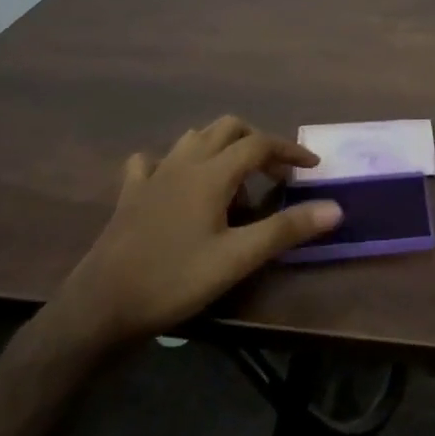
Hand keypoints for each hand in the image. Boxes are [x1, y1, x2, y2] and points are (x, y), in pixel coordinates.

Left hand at [46, 117, 340, 349]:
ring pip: (193, 138)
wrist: (100, 307)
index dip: (289, 150)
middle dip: (257, 142)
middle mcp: (184, 163)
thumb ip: (286, 229)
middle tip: (275, 173)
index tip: (312, 167)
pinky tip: (178, 181)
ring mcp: (153, 176)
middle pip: (227, 128)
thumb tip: (334, 208)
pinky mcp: (130, 195)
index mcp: (211, 173)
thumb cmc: (174, 279)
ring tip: (236, 177)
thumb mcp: (237, 258)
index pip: (259, 144)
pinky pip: (153, 161)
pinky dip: (174, 162)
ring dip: (221, 146)